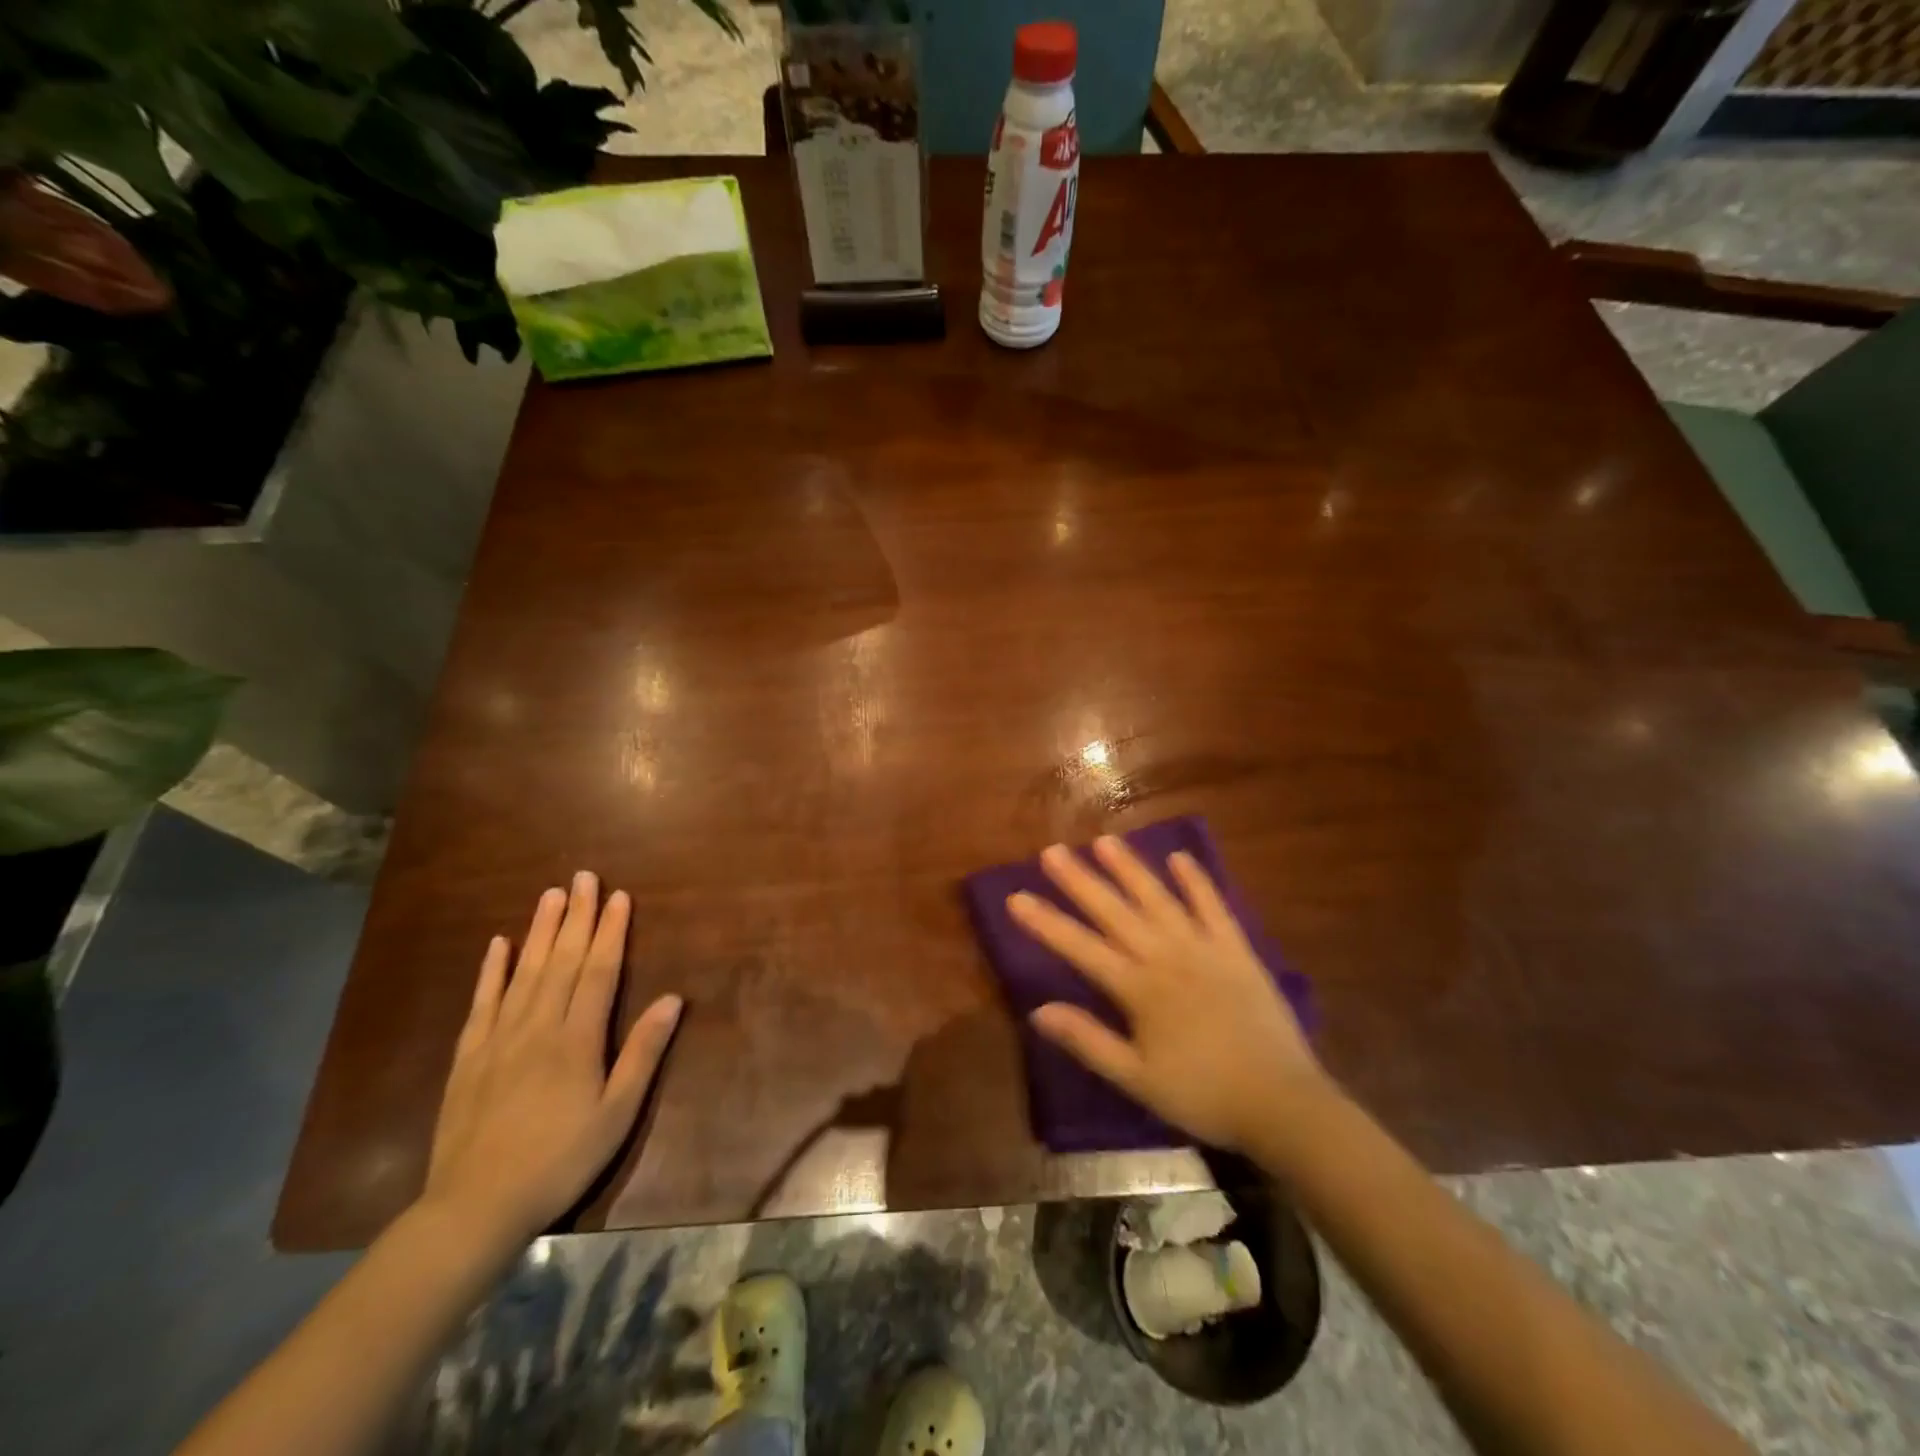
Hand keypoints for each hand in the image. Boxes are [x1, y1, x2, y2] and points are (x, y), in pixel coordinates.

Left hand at [422, 872, 681, 1252]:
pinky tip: (498, 945)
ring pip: (523, 972)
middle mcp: (537, 1026)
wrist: (474, 1207)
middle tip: (583, 876)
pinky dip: (490, 971)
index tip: (618, 896)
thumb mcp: (617, 1113)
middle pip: (560, 961)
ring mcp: (498, 1039)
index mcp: (576, 1038)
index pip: (598, 971)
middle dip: (575, 916)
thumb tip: (673, 999)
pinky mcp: (469, 1057)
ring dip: (539, 931)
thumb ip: (643, 1053)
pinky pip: (482, 1003)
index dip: (610, 931)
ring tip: (549, 895)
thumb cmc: (560, 1159)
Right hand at [1007, 836, 1323, 1151]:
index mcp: (1140, 989)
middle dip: (1080, 881)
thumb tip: (1039, 1010)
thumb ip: (1089, 1041)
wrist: (1282, 1102)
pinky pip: (1214, 907)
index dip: (1047, 923)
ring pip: (1160, 899)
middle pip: (1115, 911)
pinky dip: (1197, 881)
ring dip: (1130, 869)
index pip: (1082, 948)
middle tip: (1052, 851)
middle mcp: (1167, 956)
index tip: (1016, 897)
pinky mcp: (1237, 949)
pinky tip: (1180, 857)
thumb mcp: (1138, 1079)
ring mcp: (1204, 948)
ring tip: (1105, 841)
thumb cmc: (1203, 1094)